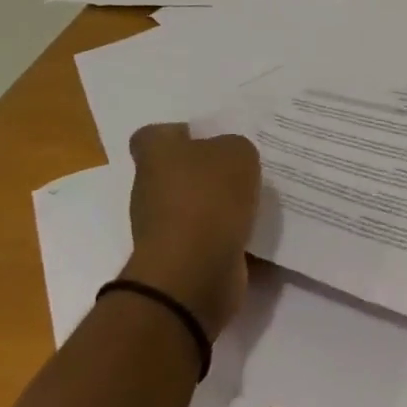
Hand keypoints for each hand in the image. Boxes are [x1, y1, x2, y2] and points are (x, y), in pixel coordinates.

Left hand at [121, 123, 260, 336]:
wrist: (194, 274)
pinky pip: (208, 239)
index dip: (176, 133)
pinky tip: (255, 231)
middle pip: (176, 172)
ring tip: (255, 199)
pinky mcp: (180, 260)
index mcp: (157, 156)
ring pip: (194, 206)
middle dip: (205, 171)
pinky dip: (227, 237)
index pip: (152, 136)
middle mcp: (151, 190)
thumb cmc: (209, 198)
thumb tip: (229, 162)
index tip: (204, 137)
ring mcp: (162, 228)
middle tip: (241, 168)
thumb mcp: (237, 153)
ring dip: (219, 205)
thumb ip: (234, 149)